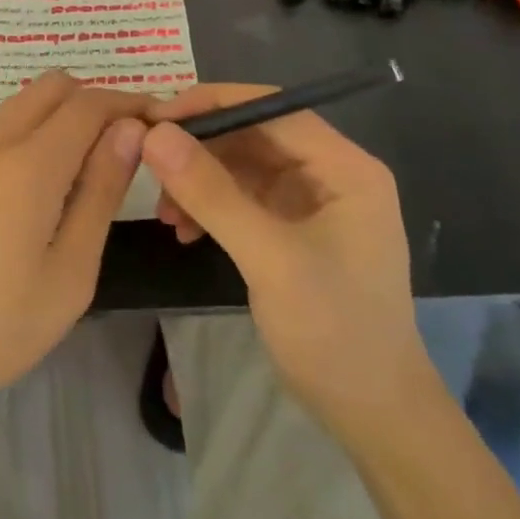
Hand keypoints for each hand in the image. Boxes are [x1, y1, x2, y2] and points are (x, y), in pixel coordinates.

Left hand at [0, 73, 148, 480]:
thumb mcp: (67, 275)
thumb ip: (100, 194)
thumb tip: (128, 132)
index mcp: (28, 163)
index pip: (89, 103)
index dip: (129, 105)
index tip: (156, 128)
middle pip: (51, 87)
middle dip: (93, 102)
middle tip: (119, 150)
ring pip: (17, 105)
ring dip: (56, 118)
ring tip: (77, 174)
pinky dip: (23, 136)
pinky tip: (26, 191)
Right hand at [141, 84, 433, 429]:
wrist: (371, 414)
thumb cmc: (333, 331)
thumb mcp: (269, 258)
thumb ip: (212, 194)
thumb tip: (155, 134)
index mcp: (345, 167)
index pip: (272, 108)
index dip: (213, 104)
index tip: (157, 116)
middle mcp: (330, 173)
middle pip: (253, 134)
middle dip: (200, 148)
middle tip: (148, 163)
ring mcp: (310, 202)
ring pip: (241, 166)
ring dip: (198, 181)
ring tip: (164, 213)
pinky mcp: (292, 229)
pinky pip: (240, 198)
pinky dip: (209, 207)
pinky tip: (184, 231)